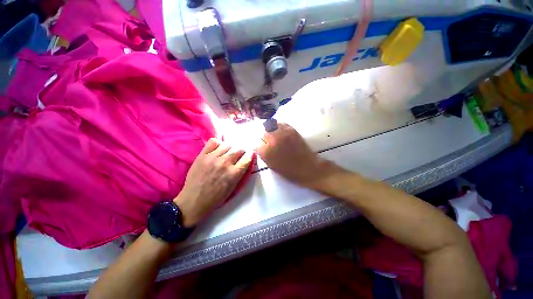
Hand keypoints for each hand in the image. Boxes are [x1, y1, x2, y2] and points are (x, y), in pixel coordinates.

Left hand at [174, 138, 252, 226]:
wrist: (194, 201)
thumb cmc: (216, 197)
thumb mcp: (233, 188)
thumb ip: (240, 173)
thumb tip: (246, 161)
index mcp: (234, 173)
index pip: (248, 158)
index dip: (250, 155)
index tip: (249, 155)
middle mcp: (225, 163)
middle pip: (239, 150)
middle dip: (240, 152)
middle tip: (237, 157)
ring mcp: (213, 158)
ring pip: (227, 145)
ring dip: (229, 149)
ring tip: (225, 154)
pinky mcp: (202, 155)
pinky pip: (213, 142)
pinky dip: (217, 144)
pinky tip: (217, 150)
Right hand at [255, 123, 335, 187]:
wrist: (307, 168)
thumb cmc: (289, 171)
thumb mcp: (271, 165)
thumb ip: (263, 154)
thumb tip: (260, 146)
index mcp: (266, 152)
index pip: (256, 143)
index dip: (258, 145)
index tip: (261, 146)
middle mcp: (272, 140)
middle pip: (263, 132)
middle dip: (263, 136)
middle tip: (266, 139)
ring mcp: (282, 134)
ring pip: (270, 125)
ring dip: (269, 129)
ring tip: (271, 132)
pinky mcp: (291, 130)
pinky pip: (281, 123)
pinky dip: (278, 125)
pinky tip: (278, 129)